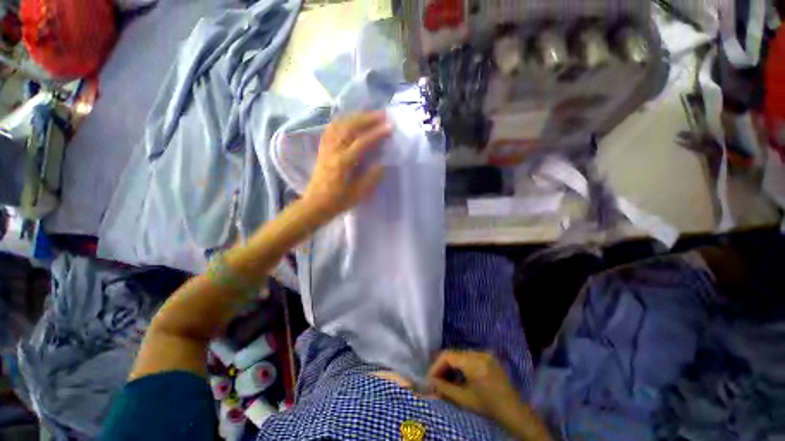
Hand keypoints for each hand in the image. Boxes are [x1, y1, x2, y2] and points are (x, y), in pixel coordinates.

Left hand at [302, 111, 391, 222]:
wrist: (315, 204)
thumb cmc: (337, 202)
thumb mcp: (357, 194)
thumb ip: (370, 179)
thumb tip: (382, 165)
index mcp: (343, 163)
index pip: (362, 142)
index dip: (377, 133)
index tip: (389, 127)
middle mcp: (333, 151)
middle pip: (350, 128)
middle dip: (367, 119)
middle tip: (382, 114)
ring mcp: (326, 148)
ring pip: (339, 125)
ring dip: (355, 117)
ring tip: (368, 114)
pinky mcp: (322, 150)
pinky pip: (330, 130)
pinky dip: (341, 121)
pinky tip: (348, 120)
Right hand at [428, 350, 551, 440]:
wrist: (514, 411)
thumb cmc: (489, 406)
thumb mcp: (464, 399)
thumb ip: (444, 388)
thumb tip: (429, 382)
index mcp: (473, 362)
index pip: (447, 355)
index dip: (436, 365)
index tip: (429, 378)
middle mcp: (479, 353)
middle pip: (454, 354)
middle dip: (442, 366)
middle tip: (435, 380)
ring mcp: (485, 354)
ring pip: (461, 355)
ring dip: (451, 366)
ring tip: (445, 379)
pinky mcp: (489, 357)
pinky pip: (469, 357)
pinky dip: (461, 365)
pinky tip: (458, 377)